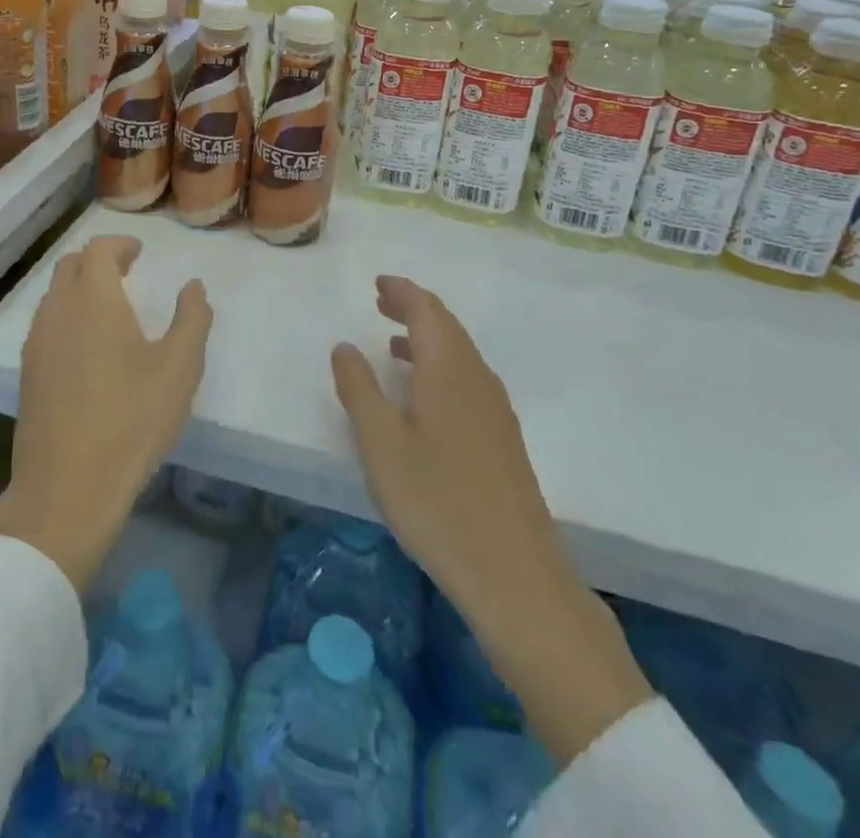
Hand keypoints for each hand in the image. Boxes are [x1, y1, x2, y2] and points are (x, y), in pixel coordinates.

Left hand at [0, 236, 211, 593]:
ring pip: (54, 295)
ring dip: (79, 287)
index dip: (119, 244)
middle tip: (126, 272)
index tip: (139, 252)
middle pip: (70, 265)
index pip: (98, 250)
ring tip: (109, 306)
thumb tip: (193, 286)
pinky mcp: (27, 373)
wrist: (67, 488)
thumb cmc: (131, 420)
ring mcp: (36, 343)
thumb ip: (192, 318)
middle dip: (98, 260)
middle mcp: (58, 311)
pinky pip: (46, 323)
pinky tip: (86, 345)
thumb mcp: (179, 369)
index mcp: (94, 300)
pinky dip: (66, 314)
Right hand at [331, 275, 650, 765]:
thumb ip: (358, 389)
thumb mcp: (380, 443)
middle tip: (381, 303)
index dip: (402, 291)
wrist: (514, 574)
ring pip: (460, 354)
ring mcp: (496, 410)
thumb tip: (344, 346)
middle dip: (414, 309)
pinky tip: (423, 396)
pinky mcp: (503, 439)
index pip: (427, 310)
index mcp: (448, 369)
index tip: (378, 284)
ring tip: (393, 344)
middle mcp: (477, 378)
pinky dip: (440, 366)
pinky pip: (468, 379)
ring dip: (427, 338)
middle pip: (447, 326)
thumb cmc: (436, 501)